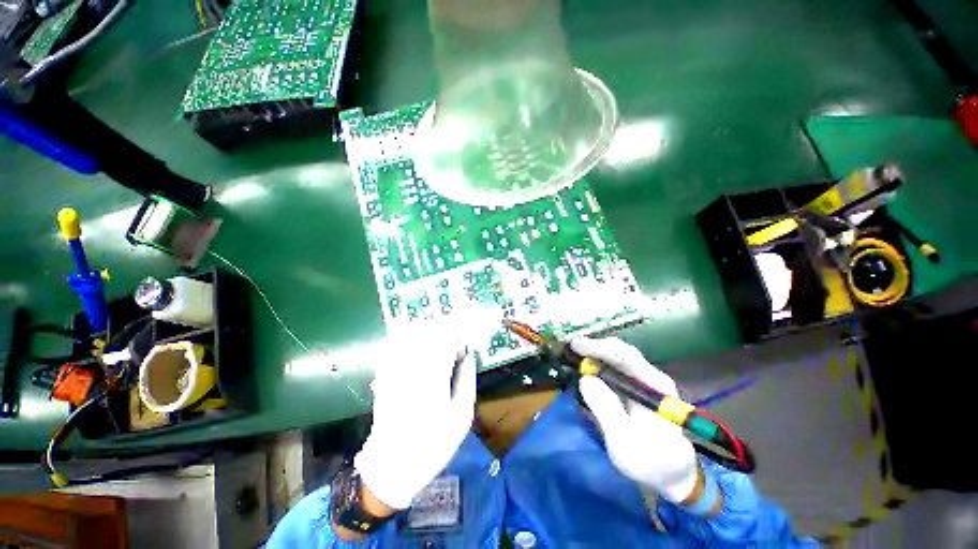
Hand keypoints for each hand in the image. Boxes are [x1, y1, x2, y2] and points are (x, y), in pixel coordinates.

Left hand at [354, 333, 476, 509]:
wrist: (392, 467)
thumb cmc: (433, 444)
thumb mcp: (461, 418)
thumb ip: (466, 382)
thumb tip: (469, 356)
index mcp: (434, 378)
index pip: (446, 341)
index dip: (458, 333)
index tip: (465, 336)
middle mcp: (413, 369)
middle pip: (427, 334)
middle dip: (443, 327)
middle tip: (453, 332)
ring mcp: (396, 372)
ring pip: (411, 337)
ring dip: (426, 330)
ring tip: (438, 332)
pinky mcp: (385, 377)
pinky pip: (395, 348)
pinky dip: (407, 339)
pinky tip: (416, 341)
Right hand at [574, 337, 698, 503]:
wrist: (674, 475)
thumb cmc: (650, 462)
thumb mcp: (624, 441)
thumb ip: (606, 408)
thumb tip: (586, 378)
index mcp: (654, 386)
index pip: (624, 355)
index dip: (597, 347)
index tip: (575, 346)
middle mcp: (651, 378)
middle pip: (621, 352)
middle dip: (595, 347)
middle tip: (572, 350)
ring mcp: (647, 382)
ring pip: (619, 358)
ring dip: (597, 353)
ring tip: (577, 355)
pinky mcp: (640, 389)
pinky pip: (618, 368)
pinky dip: (601, 363)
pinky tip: (589, 367)